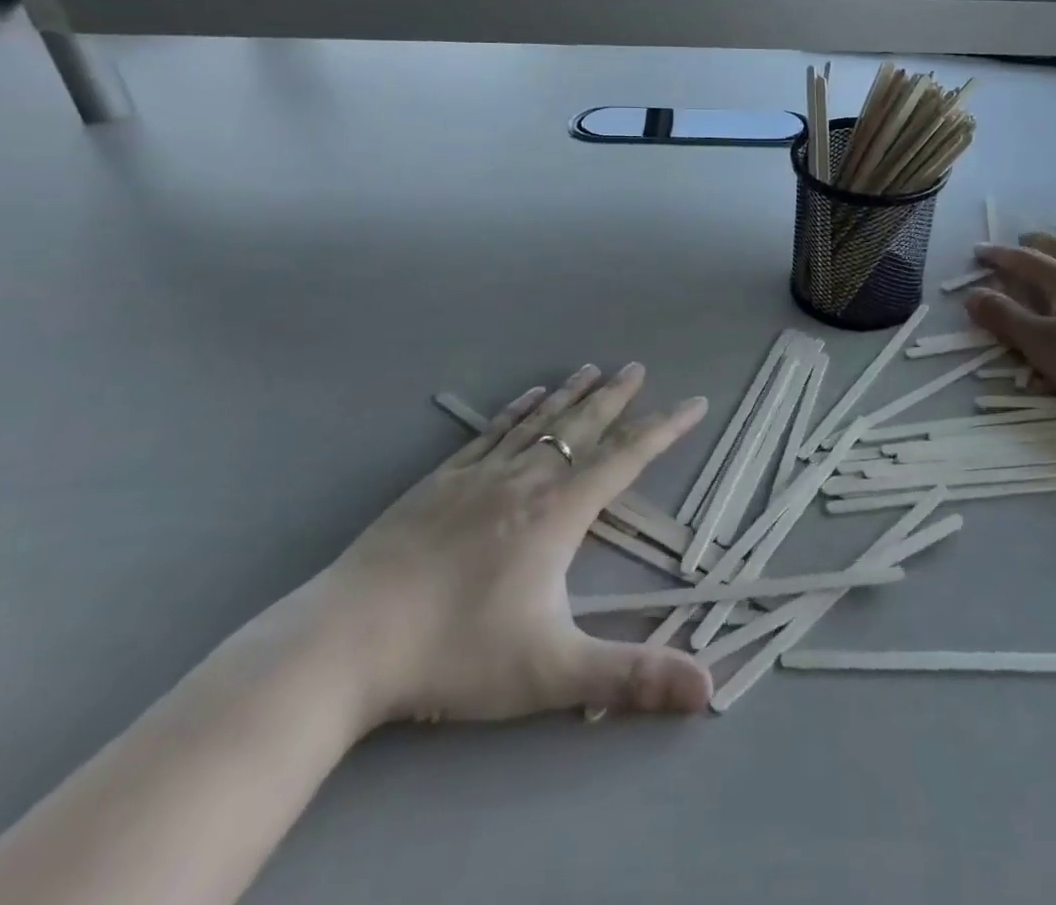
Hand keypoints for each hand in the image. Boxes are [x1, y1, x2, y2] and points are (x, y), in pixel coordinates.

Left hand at [313, 363, 711, 728]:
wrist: (347, 641)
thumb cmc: (456, 653)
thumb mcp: (552, 672)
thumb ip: (631, 677)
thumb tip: (708, 688)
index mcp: (559, 512)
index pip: (626, 458)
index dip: (666, 428)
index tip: (695, 402)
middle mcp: (526, 479)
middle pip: (582, 426)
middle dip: (616, 397)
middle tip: (638, 367)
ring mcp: (479, 474)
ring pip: (539, 422)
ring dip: (571, 394)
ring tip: (593, 369)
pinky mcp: (441, 481)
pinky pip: (492, 431)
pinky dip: (518, 409)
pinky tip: (527, 396)